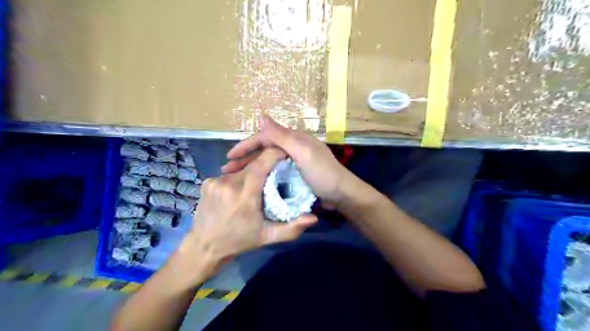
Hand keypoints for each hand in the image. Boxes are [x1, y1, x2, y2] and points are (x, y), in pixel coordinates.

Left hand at [182, 148, 317, 273]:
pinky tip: (238, 192)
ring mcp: (215, 181)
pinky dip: (237, 179)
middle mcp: (229, 182)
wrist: (203, 247)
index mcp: (245, 194)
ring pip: (241, 169)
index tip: (286, 155)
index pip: (263, 161)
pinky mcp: (207, 182)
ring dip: (251, 174)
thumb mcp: (267, 237)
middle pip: (253, 164)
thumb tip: (314, 218)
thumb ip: (292, 228)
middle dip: (266, 166)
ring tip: (256, 187)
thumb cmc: (239, 241)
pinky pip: (229, 175)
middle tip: (275, 176)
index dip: (277, 153)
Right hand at [221, 114, 354, 205]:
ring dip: (251, 167)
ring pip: (267, 161)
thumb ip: (282, 136)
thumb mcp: (302, 152)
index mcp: (294, 139)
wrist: (341, 194)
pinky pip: (274, 171)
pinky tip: (253, 181)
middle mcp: (292, 147)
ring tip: (235, 177)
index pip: (265, 137)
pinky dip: (262, 174)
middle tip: (227, 170)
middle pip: (264, 149)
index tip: (230, 157)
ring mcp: (294, 161)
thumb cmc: (322, 173)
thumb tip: (261, 115)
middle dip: (245, 158)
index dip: (246, 145)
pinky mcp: (295, 174)